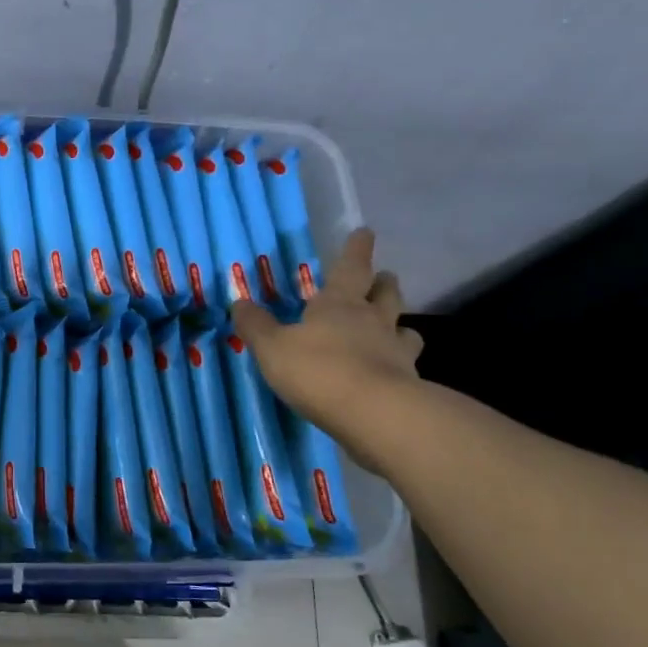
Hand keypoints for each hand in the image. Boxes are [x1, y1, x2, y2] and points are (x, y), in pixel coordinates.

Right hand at [232, 228, 423, 474]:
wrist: (375, 414)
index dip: (357, 248)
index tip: (365, 232)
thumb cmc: (318, 370)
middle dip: (382, 283)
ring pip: (404, 328)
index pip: (351, 266)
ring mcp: (396, 351)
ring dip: (399, 323)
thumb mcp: (272, 347)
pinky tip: (392, 371)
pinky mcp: (409, 383)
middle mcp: (373, 320)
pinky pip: (407, 364)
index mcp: (339, 304)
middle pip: (385, 294)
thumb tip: (238, 301)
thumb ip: (255, 325)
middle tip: (383, 278)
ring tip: (394, 327)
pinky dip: (400, 362)